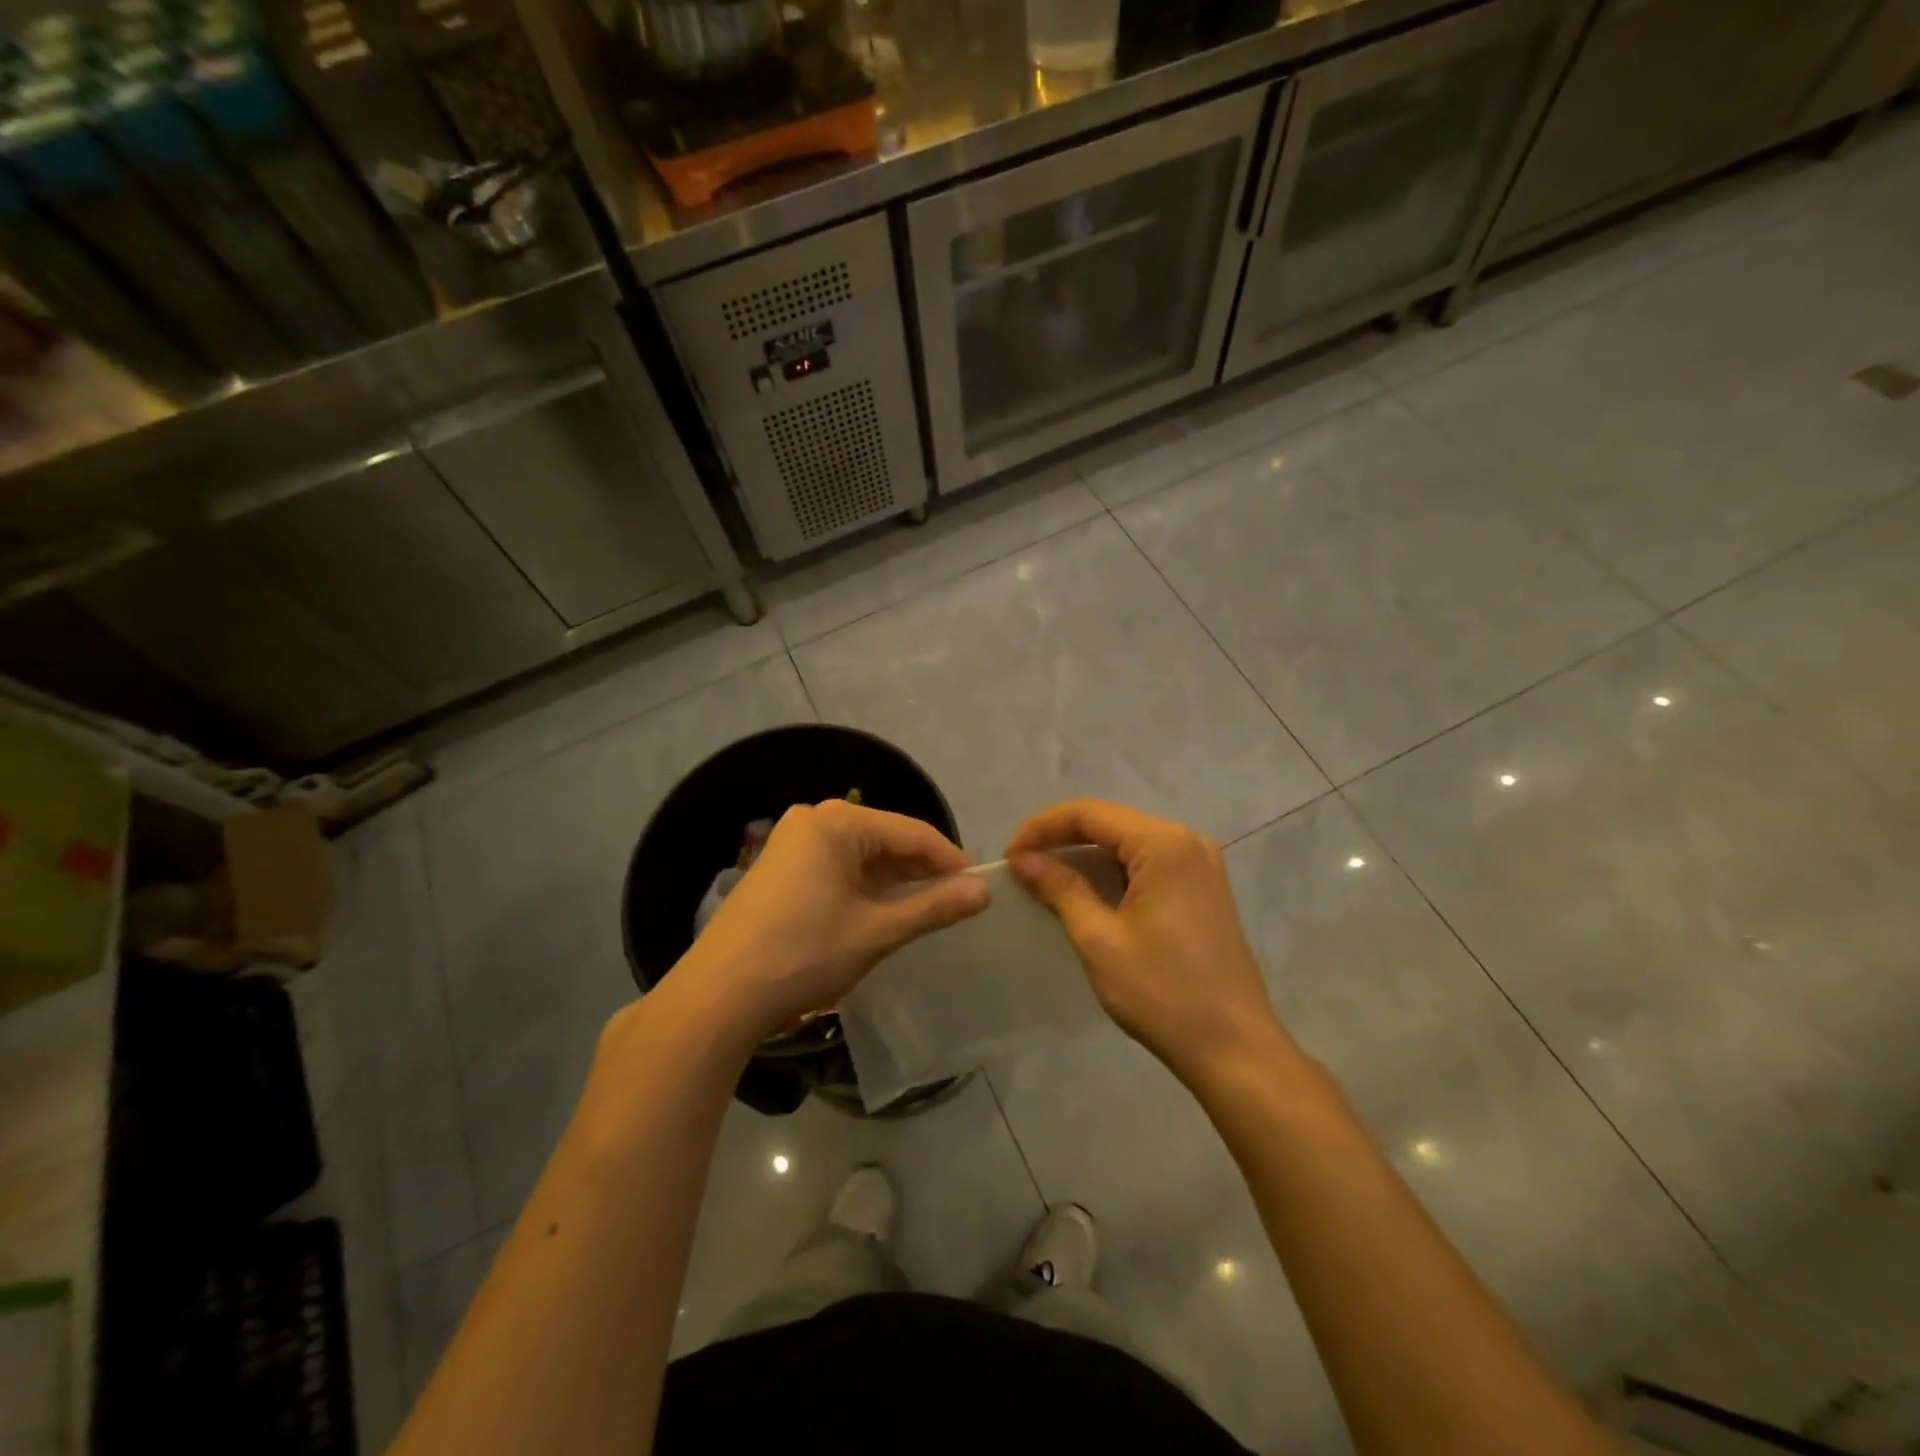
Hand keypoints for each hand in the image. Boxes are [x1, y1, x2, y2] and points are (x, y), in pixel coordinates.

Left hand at [677, 798, 988, 1040]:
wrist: (718, 996)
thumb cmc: (804, 954)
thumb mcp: (877, 931)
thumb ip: (934, 907)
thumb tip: (984, 892)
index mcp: (837, 822)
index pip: (912, 833)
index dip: (950, 860)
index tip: (979, 887)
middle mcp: (813, 820)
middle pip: (885, 840)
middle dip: (921, 872)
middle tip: (955, 903)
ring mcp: (791, 843)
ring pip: (861, 856)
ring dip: (893, 882)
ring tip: (925, 911)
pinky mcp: (778, 868)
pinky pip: (836, 868)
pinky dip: (863, 888)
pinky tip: (881, 912)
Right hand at [1008, 800, 1286, 1085]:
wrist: (1234, 1048)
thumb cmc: (1163, 993)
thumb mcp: (1100, 940)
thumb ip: (1061, 889)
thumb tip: (1023, 859)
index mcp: (1164, 844)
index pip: (1089, 814)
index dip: (1042, 828)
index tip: (1010, 856)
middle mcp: (1187, 841)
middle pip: (1110, 822)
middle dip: (1061, 839)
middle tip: (1022, 867)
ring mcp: (1201, 864)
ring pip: (1128, 842)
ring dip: (1085, 855)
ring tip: (1045, 878)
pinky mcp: (1203, 888)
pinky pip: (1148, 863)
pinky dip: (1112, 871)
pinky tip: (1087, 892)